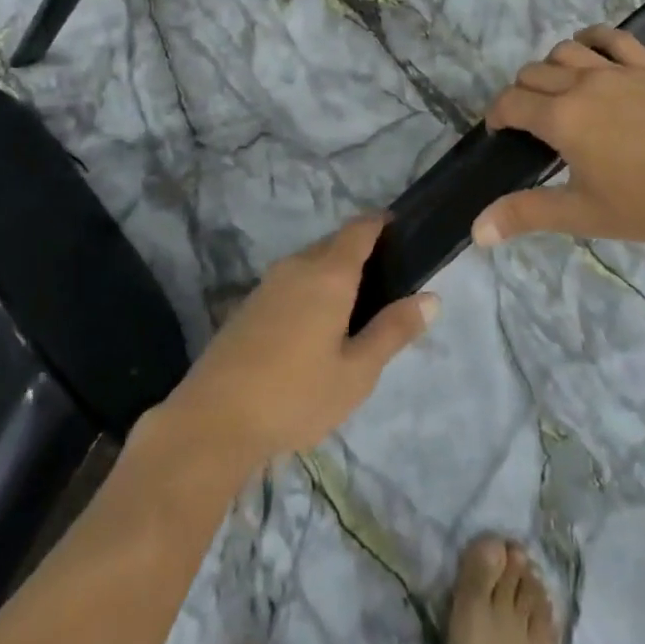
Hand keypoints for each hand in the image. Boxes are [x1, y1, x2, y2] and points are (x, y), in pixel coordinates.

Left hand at [162, 216, 435, 468]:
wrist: (212, 420)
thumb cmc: (295, 395)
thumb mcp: (356, 372)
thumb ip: (393, 331)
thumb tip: (432, 297)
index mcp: (328, 273)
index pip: (360, 228)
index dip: (383, 223)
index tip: (404, 231)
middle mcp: (298, 266)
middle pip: (335, 243)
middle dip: (361, 251)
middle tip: (388, 284)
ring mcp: (268, 283)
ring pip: (311, 262)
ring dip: (334, 272)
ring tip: (357, 309)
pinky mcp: (249, 304)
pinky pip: (292, 281)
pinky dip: (312, 289)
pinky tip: (317, 327)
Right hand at [477, 26, 644, 248]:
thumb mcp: (582, 214)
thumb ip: (526, 214)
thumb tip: (476, 231)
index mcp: (561, 118)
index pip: (511, 103)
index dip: (498, 115)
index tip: (501, 132)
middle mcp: (581, 83)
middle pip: (533, 73)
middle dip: (520, 94)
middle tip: (530, 122)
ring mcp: (616, 69)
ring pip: (565, 50)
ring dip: (550, 66)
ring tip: (557, 89)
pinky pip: (611, 37)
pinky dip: (591, 39)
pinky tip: (589, 51)